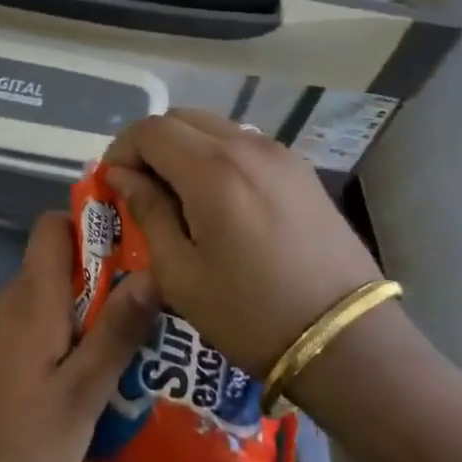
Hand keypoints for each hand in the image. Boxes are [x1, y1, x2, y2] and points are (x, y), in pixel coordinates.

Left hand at [0, 212, 160, 461]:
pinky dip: (78, 338)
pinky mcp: (6, 360)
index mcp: (34, 296)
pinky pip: (49, 328)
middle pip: (63, 261)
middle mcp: (17, 301)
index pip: (54, 225)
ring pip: (60, 298)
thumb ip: (116, 331)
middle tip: (161, 300)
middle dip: (110, 273)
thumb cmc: (22, 445)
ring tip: (150, 339)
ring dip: (99, 310)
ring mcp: (7, 331)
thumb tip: (153, 271)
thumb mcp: (82, 393)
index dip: (92, 223)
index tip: (138, 241)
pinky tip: (110, 375)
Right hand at [101, 109, 381, 378]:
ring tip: (179, 193)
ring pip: (214, 126)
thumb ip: (148, 212)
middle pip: (180, 118)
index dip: (122, 149)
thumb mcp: (181, 274)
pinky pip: (244, 143)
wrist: (348, 343)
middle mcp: (245, 147)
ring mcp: (279, 154)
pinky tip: (220, 198)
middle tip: (141, 185)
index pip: (150, 130)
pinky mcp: (301, 170)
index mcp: (211, 170)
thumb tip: (122, 176)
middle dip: (151, 144)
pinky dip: (218, 154)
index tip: (113, 182)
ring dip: (185, 147)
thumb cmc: (252, 314)